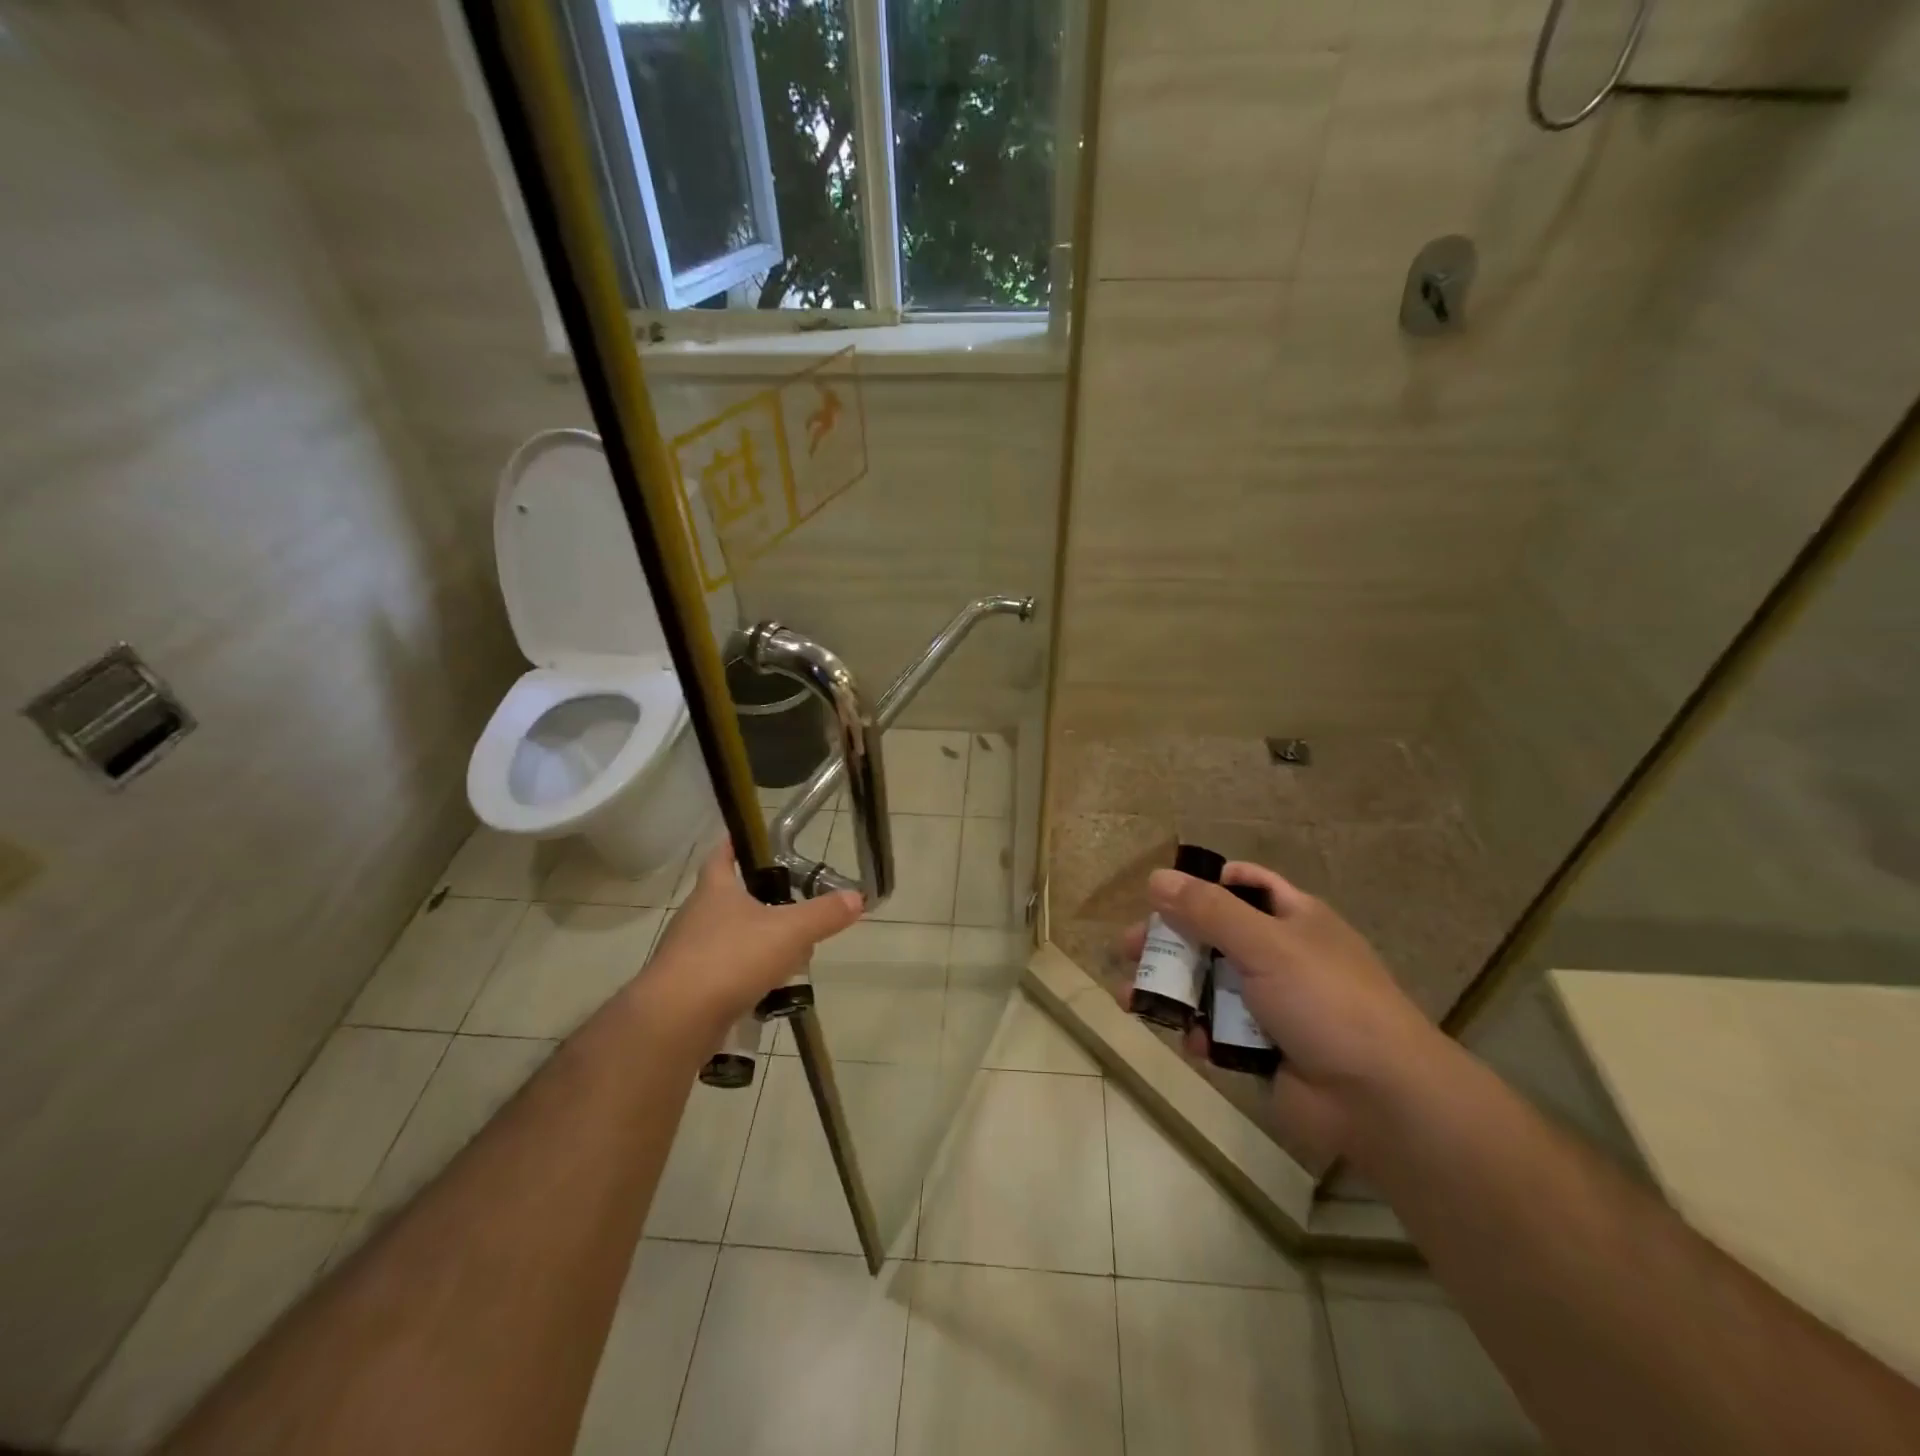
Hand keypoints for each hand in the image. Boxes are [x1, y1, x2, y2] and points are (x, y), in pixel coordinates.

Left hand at [641, 843, 862, 1039]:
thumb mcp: (789, 932)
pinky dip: (746, 977)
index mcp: (715, 890)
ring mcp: (688, 953)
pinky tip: (768, 990)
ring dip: (757, 943)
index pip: (722, 854)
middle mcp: (696, 915)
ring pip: (729, 938)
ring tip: (790, 956)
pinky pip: (723, 973)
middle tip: (794, 909)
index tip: (752, 840)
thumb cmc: (731, 959)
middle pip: (730, 898)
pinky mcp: (687, 988)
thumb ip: (824, 914)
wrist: (675, 1020)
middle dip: (762, 903)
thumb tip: (857, 897)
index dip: (736, 844)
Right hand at [1122, 861, 1442, 1159]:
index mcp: (1294, 918)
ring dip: (1172, 990)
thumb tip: (1155, 877)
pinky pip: (1218, 1029)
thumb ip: (1207, 910)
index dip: (1206, 883)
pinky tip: (1188, 1042)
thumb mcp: (1265, 943)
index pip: (1245, 884)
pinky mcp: (1263, 1048)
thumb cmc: (1326, 1001)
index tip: (1163, 894)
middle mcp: (1282, 955)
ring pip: (1209, 985)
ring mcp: (1272, 1004)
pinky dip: (1199, 1033)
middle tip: (1128, 949)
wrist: (1380, 1099)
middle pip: (1214, 935)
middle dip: (1170, 941)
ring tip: (1131, 999)